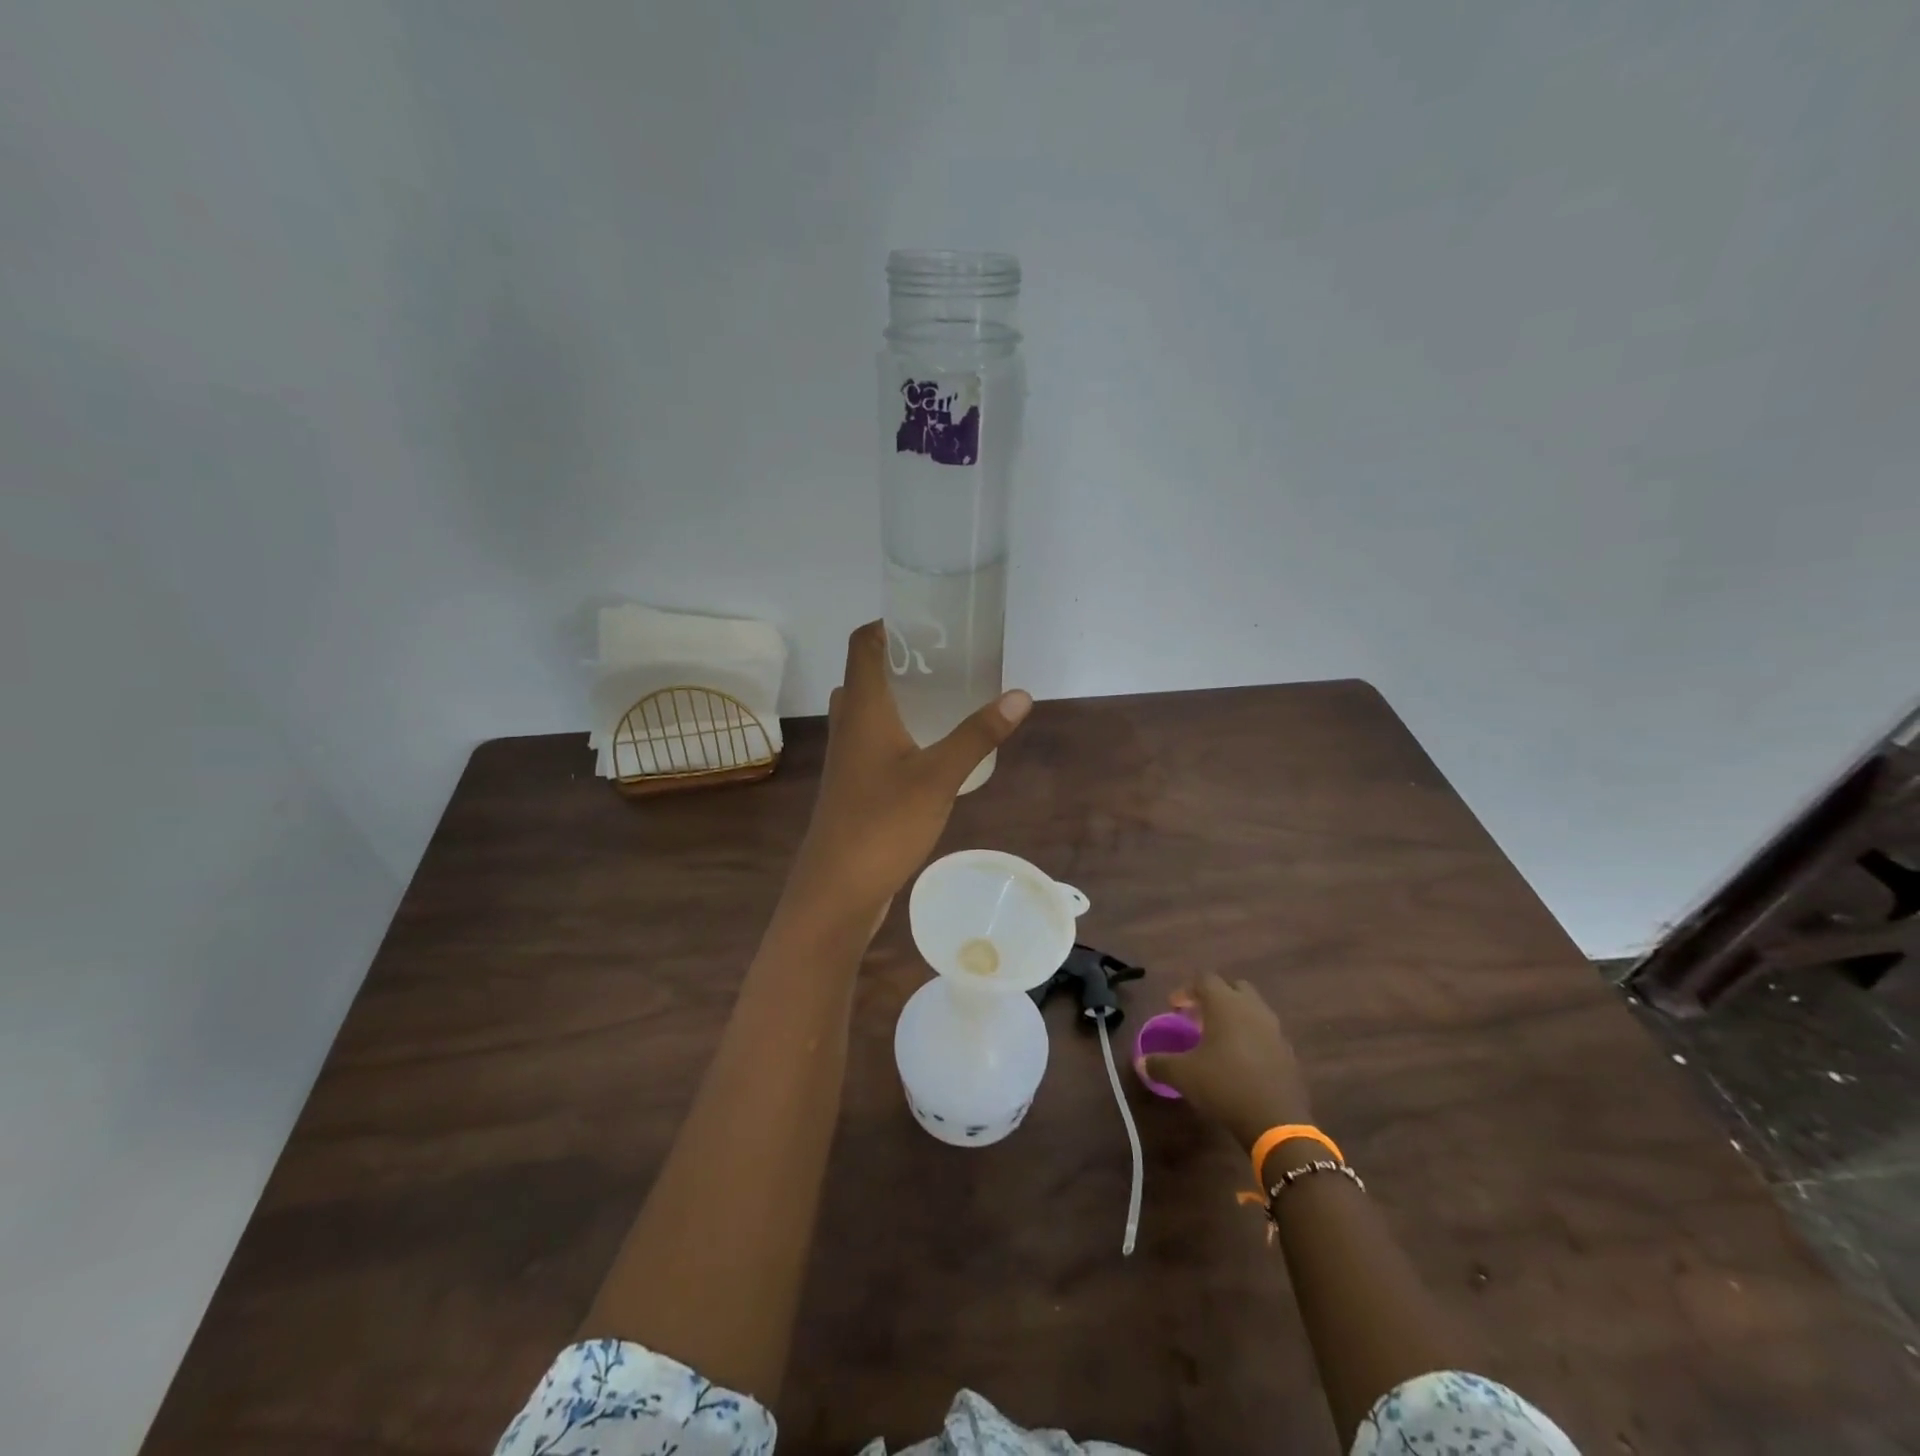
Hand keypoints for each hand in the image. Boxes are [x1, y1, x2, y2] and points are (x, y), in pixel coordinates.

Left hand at [785, 621, 1030, 926]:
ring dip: (900, 694)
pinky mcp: (853, 783)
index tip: (928, 619)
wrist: (837, 888)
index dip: (889, 623)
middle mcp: (848, 723)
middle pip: (867, 672)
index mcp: (862, 707)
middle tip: (948, 657)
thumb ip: (977, 734)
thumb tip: (1020, 694)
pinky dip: (899, 727)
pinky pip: (874, 738)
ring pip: (869, 708)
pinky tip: (932, 745)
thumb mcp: (939, 776)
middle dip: (903, 658)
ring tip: (945, 694)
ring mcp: (847, 756)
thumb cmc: (883, 823)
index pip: (864, 643)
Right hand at [1138, 974, 1312, 1151]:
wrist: (1276, 1121)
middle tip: (1198, 1016)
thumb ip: (1160, 1064)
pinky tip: (1240, 1060)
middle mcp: (1252, 1008)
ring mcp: (1274, 1029)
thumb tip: (1140, 1062)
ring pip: (1253, 1009)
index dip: (1186, 990)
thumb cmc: (1224, 1084)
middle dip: (1215, 997)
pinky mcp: (1287, 1052)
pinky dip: (1251, 1037)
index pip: (1204, 980)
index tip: (1174, 1007)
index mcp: (1225, 1004)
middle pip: (1233, 988)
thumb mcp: (1183, 1075)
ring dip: (1235, 1016)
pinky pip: (1266, 1033)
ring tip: (1218, 1039)